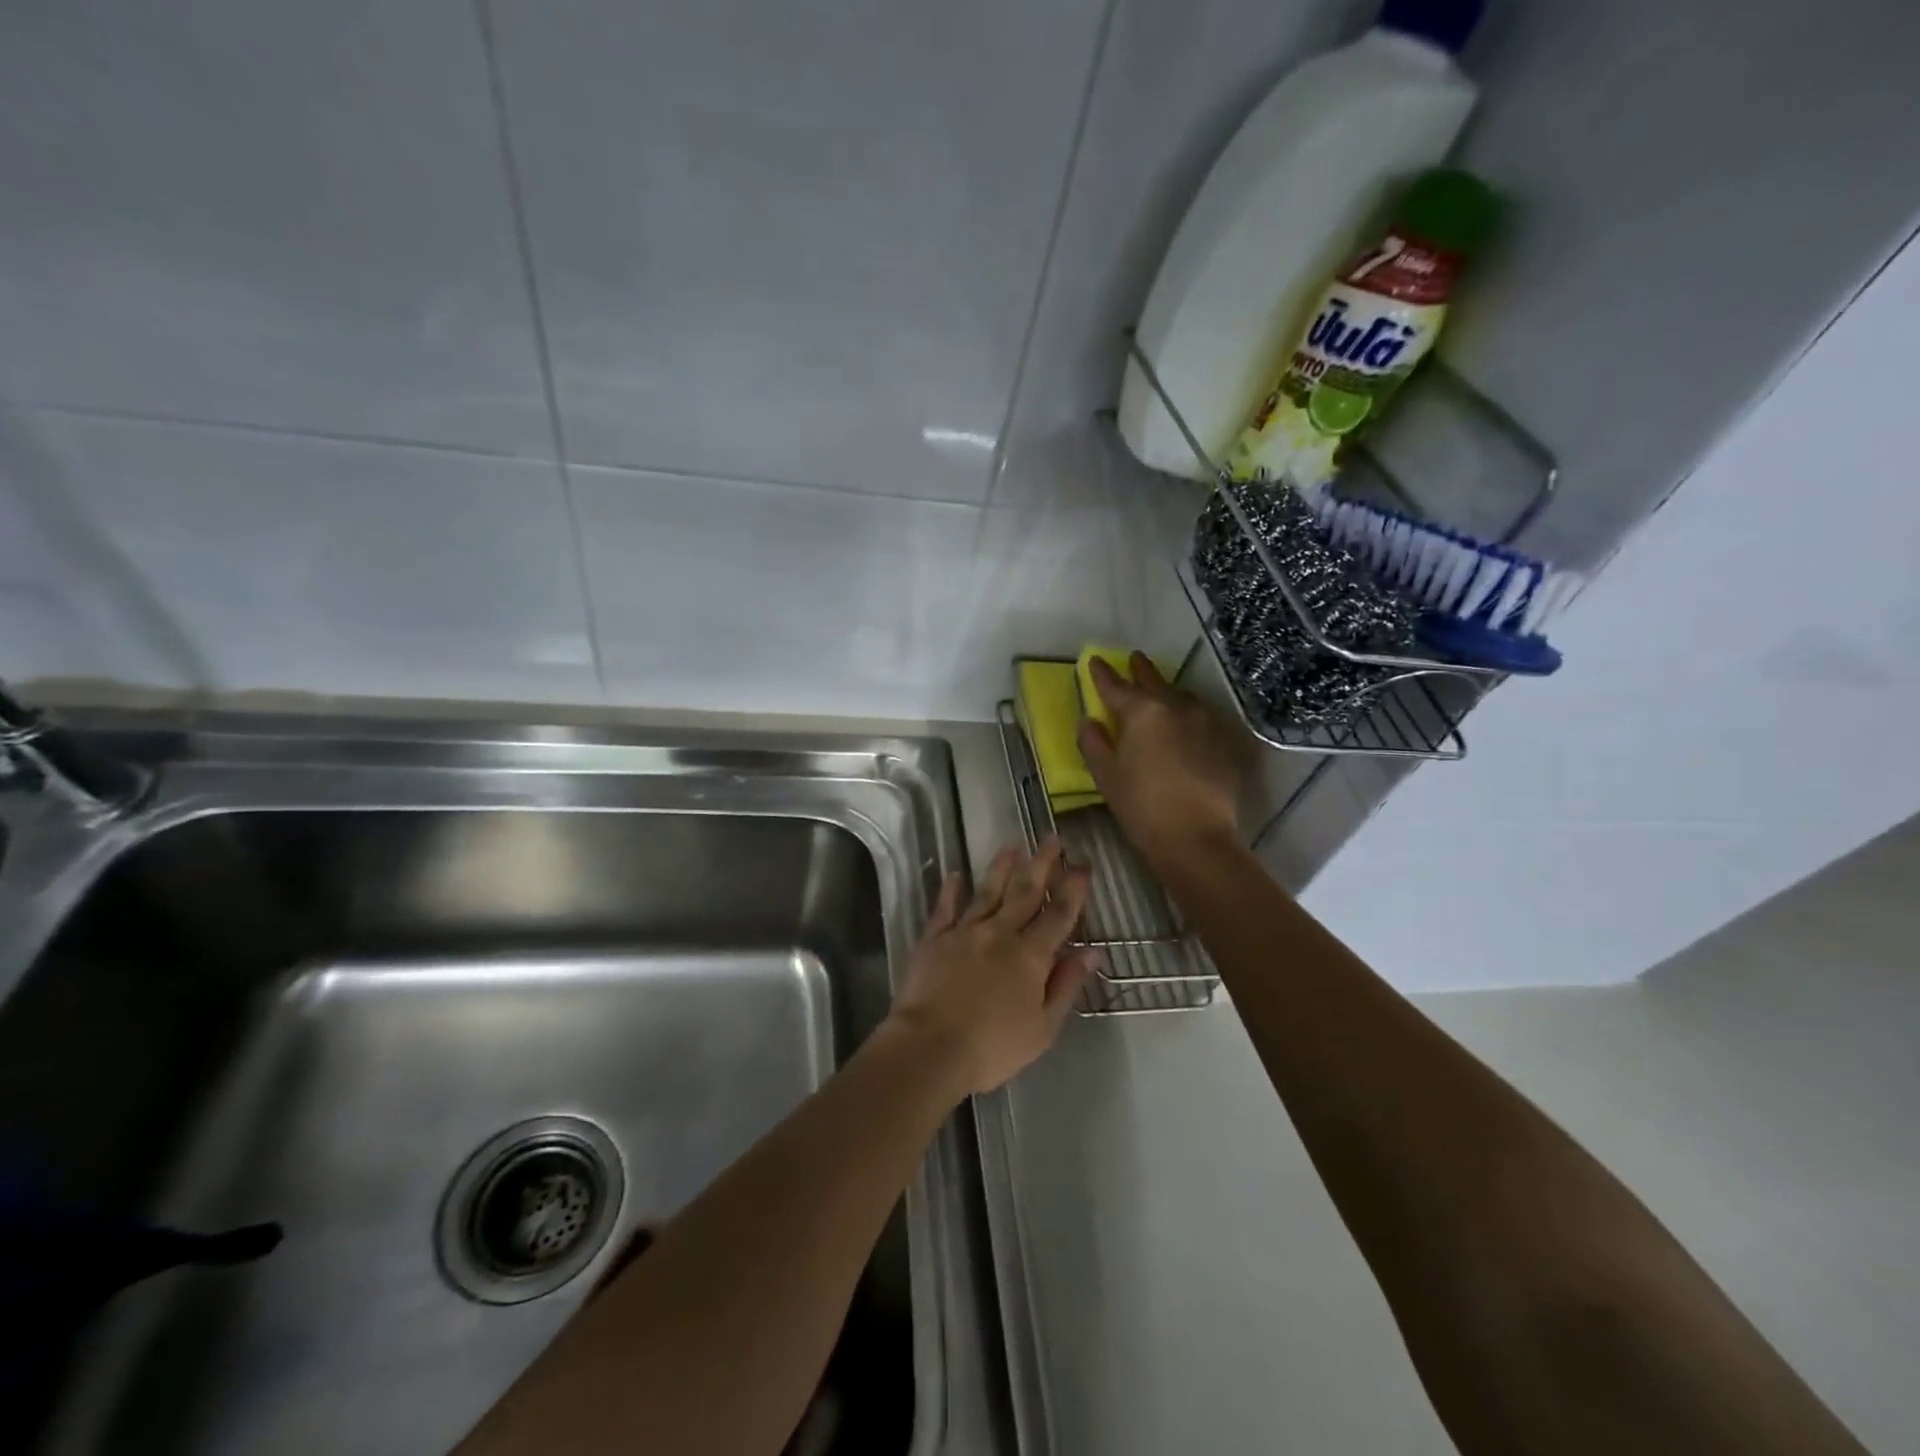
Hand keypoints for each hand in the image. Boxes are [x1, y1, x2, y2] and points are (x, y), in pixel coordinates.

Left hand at [885, 838, 1092, 1096]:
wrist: (930, 1046)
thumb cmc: (992, 1046)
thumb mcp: (1043, 1027)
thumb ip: (1066, 985)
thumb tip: (1091, 952)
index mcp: (1030, 956)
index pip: (1058, 915)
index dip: (1073, 889)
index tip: (1083, 865)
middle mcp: (1000, 933)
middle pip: (1025, 892)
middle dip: (1041, 864)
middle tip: (1051, 838)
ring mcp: (964, 932)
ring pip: (988, 892)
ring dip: (1001, 867)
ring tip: (1012, 846)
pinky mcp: (934, 938)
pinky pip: (945, 907)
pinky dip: (951, 889)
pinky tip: (955, 873)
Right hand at [1078, 652, 1246, 867]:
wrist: (1195, 837)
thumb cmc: (1141, 805)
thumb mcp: (1106, 775)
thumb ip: (1093, 742)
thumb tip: (1089, 721)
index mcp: (1143, 712)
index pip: (1116, 686)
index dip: (1103, 674)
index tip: (1094, 661)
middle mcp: (1177, 708)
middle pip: (1155, 682)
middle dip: (1141, 670)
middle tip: (1133, 658)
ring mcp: (1205, 724)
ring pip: (1183, 698)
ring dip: (1168, 692)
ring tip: (1160, 692)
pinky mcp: (1224, 744)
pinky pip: (1200, 720)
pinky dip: (1187, 716)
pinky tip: (1184, 725)